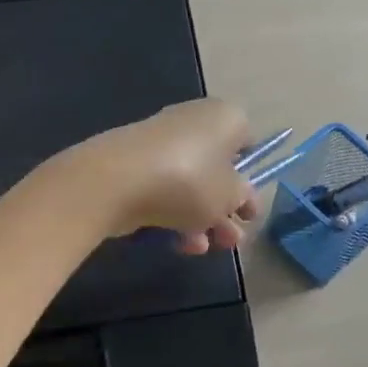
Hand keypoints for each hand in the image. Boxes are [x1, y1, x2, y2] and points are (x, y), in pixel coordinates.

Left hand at [68, 99, 259, 254]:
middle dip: (226, 207)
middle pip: (218, 167)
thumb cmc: (189, 180)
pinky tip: (178, 244)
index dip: (251, 176)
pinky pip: (165, 188)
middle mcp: (195, 121)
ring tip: (204, 249)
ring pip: (192, 182)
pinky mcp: (136, 163)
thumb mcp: (230, 195)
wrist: (116, 181)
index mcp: (225, 118)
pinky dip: (174, 214)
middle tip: (231, 240)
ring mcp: (162, 142)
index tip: (249, 208)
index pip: (247, 141)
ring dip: (202, 218)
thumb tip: (239, 195)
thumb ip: (242, 196)